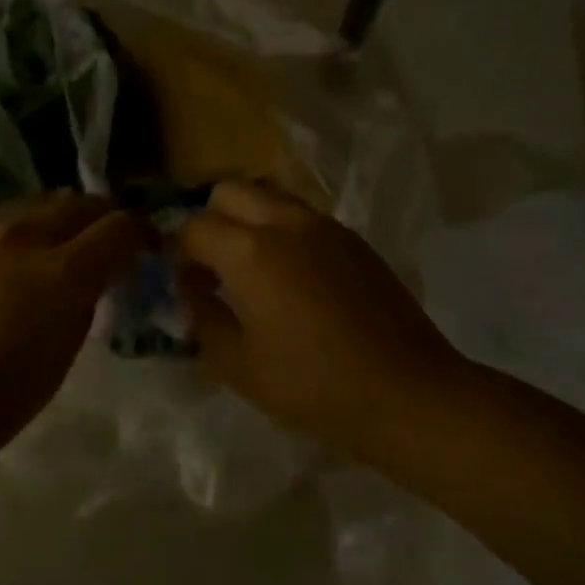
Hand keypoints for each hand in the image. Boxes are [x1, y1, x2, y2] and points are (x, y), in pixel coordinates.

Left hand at [0, 192, 147, 468]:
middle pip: (79, 202)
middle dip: (104, 219)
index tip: (148, 251)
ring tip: (60, 253)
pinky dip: (21, 233)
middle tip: (109, 248)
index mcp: (60, 272)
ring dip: (61, 221)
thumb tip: (89, 282)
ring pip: (37, 204)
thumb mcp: (59, 361)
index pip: (119, 227)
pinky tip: (10, 267)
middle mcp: (22, 236)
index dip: (143, 234)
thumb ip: (81, 307)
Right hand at [174, 181, 466, 450]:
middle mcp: (286, 222)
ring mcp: (326, 226)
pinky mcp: (354, 239)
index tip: (184, 284)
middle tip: (213, 267)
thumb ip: (203, 317)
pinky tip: (293, 280)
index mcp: (251, 251)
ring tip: (252, 272)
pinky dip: (282, 232)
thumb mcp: (238, 365)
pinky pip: (302, 217)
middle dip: (210, 220)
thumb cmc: (313, 386)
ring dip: (248, 222)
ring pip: (269, 197)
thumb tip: (192, 287)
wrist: (406, 392)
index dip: (178, 253)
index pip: (194, 226)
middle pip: (229, 192)